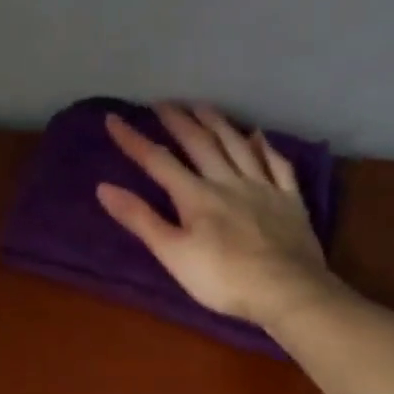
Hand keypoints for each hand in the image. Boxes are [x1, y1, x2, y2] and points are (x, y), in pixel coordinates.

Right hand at [96, 102, 341, 329]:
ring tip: (203, 106)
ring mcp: (263, 188)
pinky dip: (266, 147)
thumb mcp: (173, 254)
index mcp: (196, 196)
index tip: (114, 119)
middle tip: (164, 103)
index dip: (134, 141)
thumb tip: (104, 188)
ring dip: (218, 123)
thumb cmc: (222, 279)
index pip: (159, 162)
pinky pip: (277, 165)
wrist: (286, 290)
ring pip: (237, 145)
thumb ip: (141, 220)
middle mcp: (228, 181)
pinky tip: (259, 136)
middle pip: (201, 143)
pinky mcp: (290, 200)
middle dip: (179, 121)